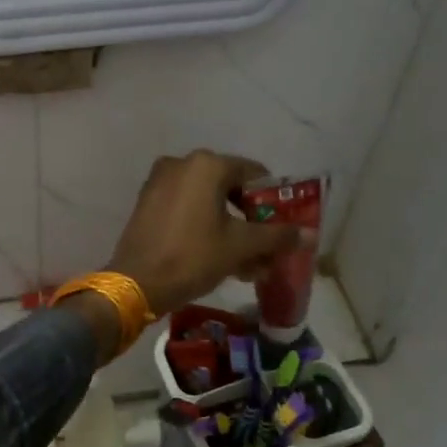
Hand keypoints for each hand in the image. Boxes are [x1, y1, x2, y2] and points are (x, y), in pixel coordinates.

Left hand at [106, 150, 303, 315]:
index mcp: (207, 165)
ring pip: (206, 200)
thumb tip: (310, 234)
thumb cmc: (192, 257)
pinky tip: (215, 255)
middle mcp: (181, 163)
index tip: (282, 227)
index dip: (272, 201)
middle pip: (229, 187)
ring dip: (228, 226)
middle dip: (250, 218)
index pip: (253, 174)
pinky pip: (185, 207)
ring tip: (244, 261)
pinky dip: (203, 225)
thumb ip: (277, 236)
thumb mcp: (240, 247)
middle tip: (264, 247)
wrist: (136, 282)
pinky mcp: (146, 202)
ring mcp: (160, 181)